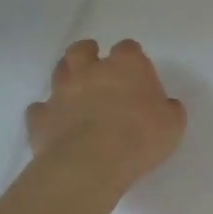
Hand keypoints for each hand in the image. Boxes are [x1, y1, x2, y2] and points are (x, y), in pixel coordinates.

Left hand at [27, 39, 186, 190]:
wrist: (89, 164)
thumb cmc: (139, 138)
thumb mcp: (172, 125)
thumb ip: (169, 110)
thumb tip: (165, 106)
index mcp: (126, 66)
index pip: (129, 48)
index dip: (132, 58)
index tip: (137, 73)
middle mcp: (91, 70)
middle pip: (83, 50)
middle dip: (88, 53)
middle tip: (96, 67)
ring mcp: (61, 92)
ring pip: (59, 71)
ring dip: (67, 76)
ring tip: (75, 90)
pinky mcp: (41, 118)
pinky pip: (40, 109)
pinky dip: (47, 113)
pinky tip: (55, 123)